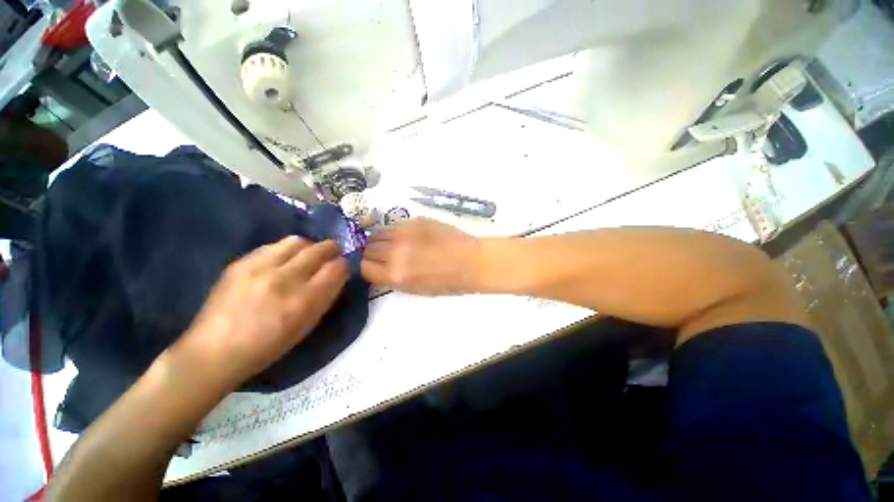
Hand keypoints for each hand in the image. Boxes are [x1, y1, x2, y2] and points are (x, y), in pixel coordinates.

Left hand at [172, 237, 348, 389]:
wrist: (214, 352)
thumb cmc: (268, 346)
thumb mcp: (306, 327)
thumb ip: (326, 297)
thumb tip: (338, 274)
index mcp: (303, 301)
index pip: (336, 268)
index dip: (343, 264)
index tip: (342, 267)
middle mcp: (284, 279)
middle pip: (319, 249)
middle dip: (331, 249)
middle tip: (331, 255)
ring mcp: (259, 268)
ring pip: (297, 241)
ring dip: (308, 247)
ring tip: (306, 256)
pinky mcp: (240, 263)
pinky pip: (273, 246)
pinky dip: (285, 250)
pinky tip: (282, 261)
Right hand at [362, 218, 481, 294]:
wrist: (470, 261)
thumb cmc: (447, 282)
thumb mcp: (415, 289)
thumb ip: (392, 278)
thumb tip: (379, 267)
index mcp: (395, 275)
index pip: (364, 267)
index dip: (367, 267)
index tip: (374, 266)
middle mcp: (395, 252)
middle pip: (368, 248)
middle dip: (373, 253)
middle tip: (384, 255)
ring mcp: (404, 233)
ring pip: (378, 233)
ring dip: (381, 240)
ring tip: (394, 244)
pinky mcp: (414, 220)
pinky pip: (394, 225)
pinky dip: (395, 231)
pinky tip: (407, 236)